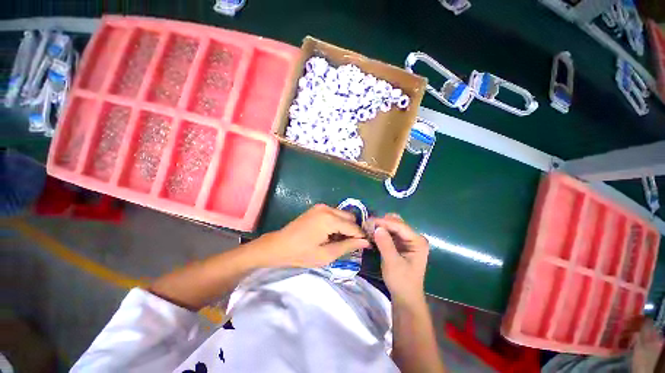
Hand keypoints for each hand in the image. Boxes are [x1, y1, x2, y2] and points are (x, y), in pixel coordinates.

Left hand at [255, 204, 370, 267]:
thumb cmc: (301, 253)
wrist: (278, 245)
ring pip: (343, 215)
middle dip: (353, 230)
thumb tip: (365, 242)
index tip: (367, 246)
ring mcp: (321, 207)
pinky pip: (335, 214)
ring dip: (346, 226)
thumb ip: (348, 246)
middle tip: (351, 245)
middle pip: (350, 217)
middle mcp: (327, 208)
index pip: (353, 227)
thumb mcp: (326, 254)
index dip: (361, 236)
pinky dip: (338, 223)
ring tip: (340, 240)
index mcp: (329, 219)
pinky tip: (332, 234)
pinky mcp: (317, 208)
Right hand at [370, 214, 428, 303]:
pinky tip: (373, 233)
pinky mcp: (401, 244)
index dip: (384, 222)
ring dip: (381, 227)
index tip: (369, 221)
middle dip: (382, 223)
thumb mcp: (392, 263)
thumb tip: (377, 227)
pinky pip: (390, 233)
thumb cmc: (401, 281)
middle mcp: (414, 237)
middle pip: (397, 223)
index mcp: (417, 241)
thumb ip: (385, 244)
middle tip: (368, 224)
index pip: (400, 226)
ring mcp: (408, 240)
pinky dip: (381, 232)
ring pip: (392, 227)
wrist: (405, 297)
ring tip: (368, 228)